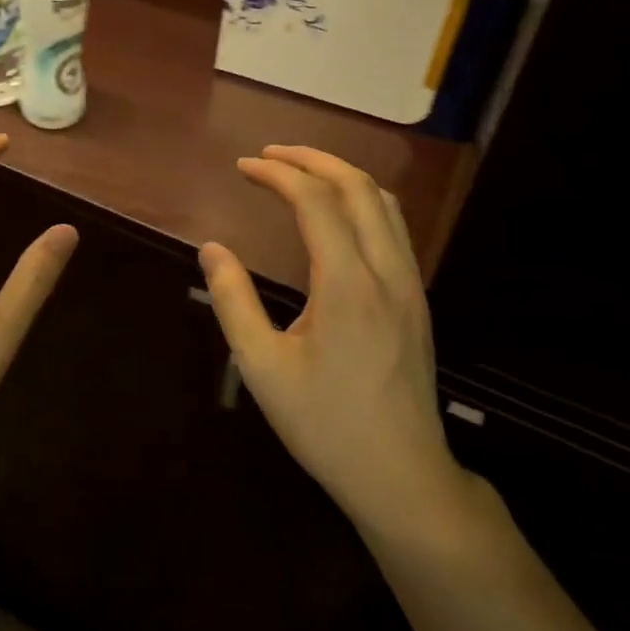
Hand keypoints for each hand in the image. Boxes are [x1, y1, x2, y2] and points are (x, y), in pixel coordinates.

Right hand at [199, 145, 467, 531]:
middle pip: (358, 186)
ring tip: (301, 173)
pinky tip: (338, 216)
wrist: (401, 475)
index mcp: (348, 284)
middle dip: (312, 159)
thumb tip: (212, 249)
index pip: (315, 201)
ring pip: (384, 203)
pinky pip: (395, 228)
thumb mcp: (262, 368)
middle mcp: (386, 271)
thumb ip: (233, 301)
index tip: (243, 167)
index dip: (278, 173)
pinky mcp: (417, 300)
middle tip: (270, 155)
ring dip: (342, 176)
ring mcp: (410, 284)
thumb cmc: (325, 425)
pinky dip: (363, 202)